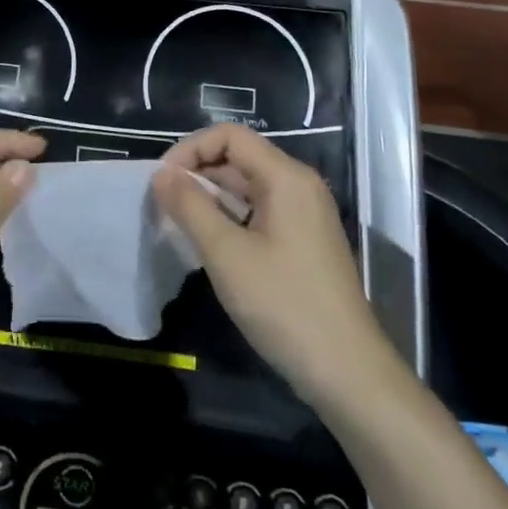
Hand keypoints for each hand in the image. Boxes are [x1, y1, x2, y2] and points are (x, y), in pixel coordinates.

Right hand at [153, 124, 394, 403]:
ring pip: (247, 185)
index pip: (229, 136)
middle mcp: (299, 185)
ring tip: (179, 222)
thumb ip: (190, 206)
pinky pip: (259, 210)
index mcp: (286, 177)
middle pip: (239, 157)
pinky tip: (209, 242)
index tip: (162, 181)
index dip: (190, 149)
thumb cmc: (283, 305)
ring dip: (211, 195)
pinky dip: (230, 215)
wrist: (347, 372)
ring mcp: (305, 214)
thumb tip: (161, 175)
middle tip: (164, 203)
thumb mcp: (226, 253)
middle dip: (197, 172)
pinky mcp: (304, 240)